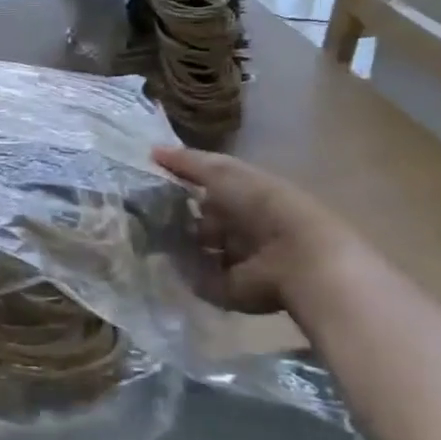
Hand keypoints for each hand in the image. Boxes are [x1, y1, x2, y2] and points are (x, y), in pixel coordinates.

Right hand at [153, 146, 368, 314]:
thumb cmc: (260, 204)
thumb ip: (187, 163)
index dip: (180, 188)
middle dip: (175, 220)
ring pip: (197, 250)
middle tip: (144, 216)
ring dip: (177, 247)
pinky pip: (198, 278)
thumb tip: (151, 151)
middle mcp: (241, 228)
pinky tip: (164, 262)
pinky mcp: (229, 288)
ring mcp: (236, 259)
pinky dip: (184, 273)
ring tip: (148, 240)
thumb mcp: (221, 172)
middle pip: (200, 223)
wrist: (296, 257)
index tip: (149, 186)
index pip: (206, 191)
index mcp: (244, 197)